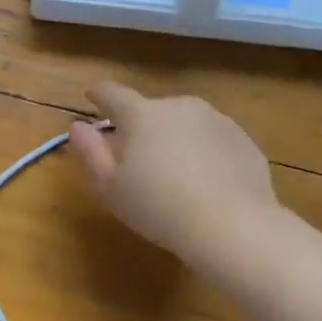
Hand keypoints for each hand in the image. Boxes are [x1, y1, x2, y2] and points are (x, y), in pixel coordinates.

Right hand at [68, 81, 280, 263]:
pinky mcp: (243, 141)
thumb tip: (78, 127)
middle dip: (140, 128)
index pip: (112, 94)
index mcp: (142, 115)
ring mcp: (217, 121)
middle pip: (151, 111)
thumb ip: (89, 152)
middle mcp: (180, 107)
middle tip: (136, 161)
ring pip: (184, 125)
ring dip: (173, 140)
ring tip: (173, 176)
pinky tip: (204, 185)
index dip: (98, 95)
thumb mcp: (109, 186)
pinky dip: (203, 154)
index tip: (92, 99)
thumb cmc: (157, 207)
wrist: (232, 226)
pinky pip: (212, 142)